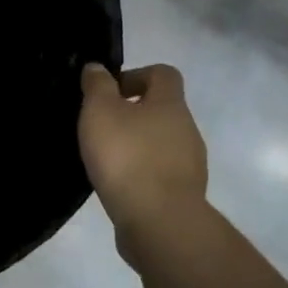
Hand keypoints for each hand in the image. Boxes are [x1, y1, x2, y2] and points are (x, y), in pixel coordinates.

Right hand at [78, 63, 207, 236]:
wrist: (158, 220)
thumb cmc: (127, 156)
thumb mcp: (100, 112)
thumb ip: (97, 86)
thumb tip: (97, 67)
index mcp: (170, 104)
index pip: (163, 73)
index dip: (136, 74)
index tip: (110, 92)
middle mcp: (187, 129)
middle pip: (162, 109)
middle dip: (132, 112)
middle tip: (100, 126)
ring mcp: (189, 163)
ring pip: (161, 142)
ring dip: (136, 144)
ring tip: (105, 158)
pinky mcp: (182, 192)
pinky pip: (159, 171)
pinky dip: (140, 171)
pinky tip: (118, 183)